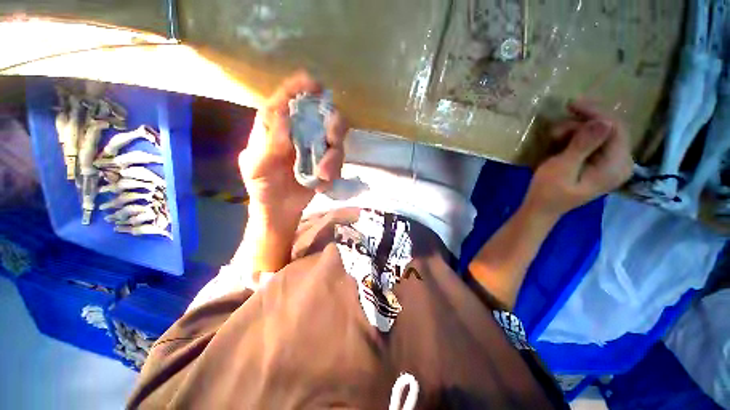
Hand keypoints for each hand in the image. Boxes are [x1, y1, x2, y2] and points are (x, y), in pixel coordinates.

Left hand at [239, 72, 348, 222]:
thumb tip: (285, 116)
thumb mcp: (256, 166)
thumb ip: (268, 143)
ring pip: (337, 139)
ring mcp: (316, 147)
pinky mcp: (327, 162)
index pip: (289, 96)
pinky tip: (322, 185)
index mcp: (276, 124)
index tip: (317, 87)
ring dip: (334, 157)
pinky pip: (339, 161)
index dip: (303, 86)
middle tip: (331, 142)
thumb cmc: (262, 186)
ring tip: (322, 176)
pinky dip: (334, 171)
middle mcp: (300, 131)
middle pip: (324, 115)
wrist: (279, 209)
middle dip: (332, 126)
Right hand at [524, 100, 632, 218]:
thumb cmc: (547, 192)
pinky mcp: (602, 164)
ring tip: (553, 137)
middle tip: (557, 128)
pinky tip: (561, 142)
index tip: (571, 104)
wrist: (541, 208)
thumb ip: (583, 146)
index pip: (615, 129)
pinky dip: (577, 138)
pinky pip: (595, 141)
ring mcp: (612, 163)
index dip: (596, 113)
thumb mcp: (561, 168)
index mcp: (615, 166)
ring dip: (576, 131)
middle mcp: (621, 163)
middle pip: (610, 130)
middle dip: (583, 123)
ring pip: (601, 134)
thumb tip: (603, 122)